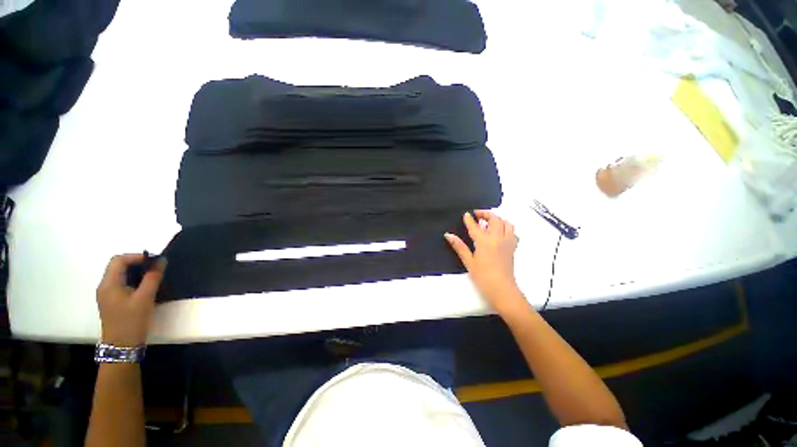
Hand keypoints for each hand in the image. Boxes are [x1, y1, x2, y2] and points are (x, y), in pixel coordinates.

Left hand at [96, 254, 165, 345]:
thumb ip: (153, 278)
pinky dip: (133, 280)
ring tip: (153, 276)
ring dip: (136, 272)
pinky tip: (144, 287)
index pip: (118, 260)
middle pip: (117, 266)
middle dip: (137, 263)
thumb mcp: (145, 298)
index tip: (155, 260)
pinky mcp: (112, 301)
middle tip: (156, 267)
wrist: (122, 346)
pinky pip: (121, 283)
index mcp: (108, 284)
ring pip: (120, 275)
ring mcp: (107, 295)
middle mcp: (104, 286)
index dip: (136, 256)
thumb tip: (161, 261)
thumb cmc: (132, 321)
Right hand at [445, 211, 526, 314]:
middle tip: (477, 215)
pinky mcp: (513, 248)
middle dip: (485, 213)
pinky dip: (507, 228)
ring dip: (498, 219)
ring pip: (507, 223)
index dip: (469, 219)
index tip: (466, 214)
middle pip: (494, 219)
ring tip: (489, 223)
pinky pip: (513, 233)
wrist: (502, 289)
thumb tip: (448, 235)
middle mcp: (497, 238)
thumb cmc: (483, 277)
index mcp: (484, 241)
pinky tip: (500, 234)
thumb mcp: (468, 262)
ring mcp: (507, 242)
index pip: (475, 226)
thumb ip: (459, 246)